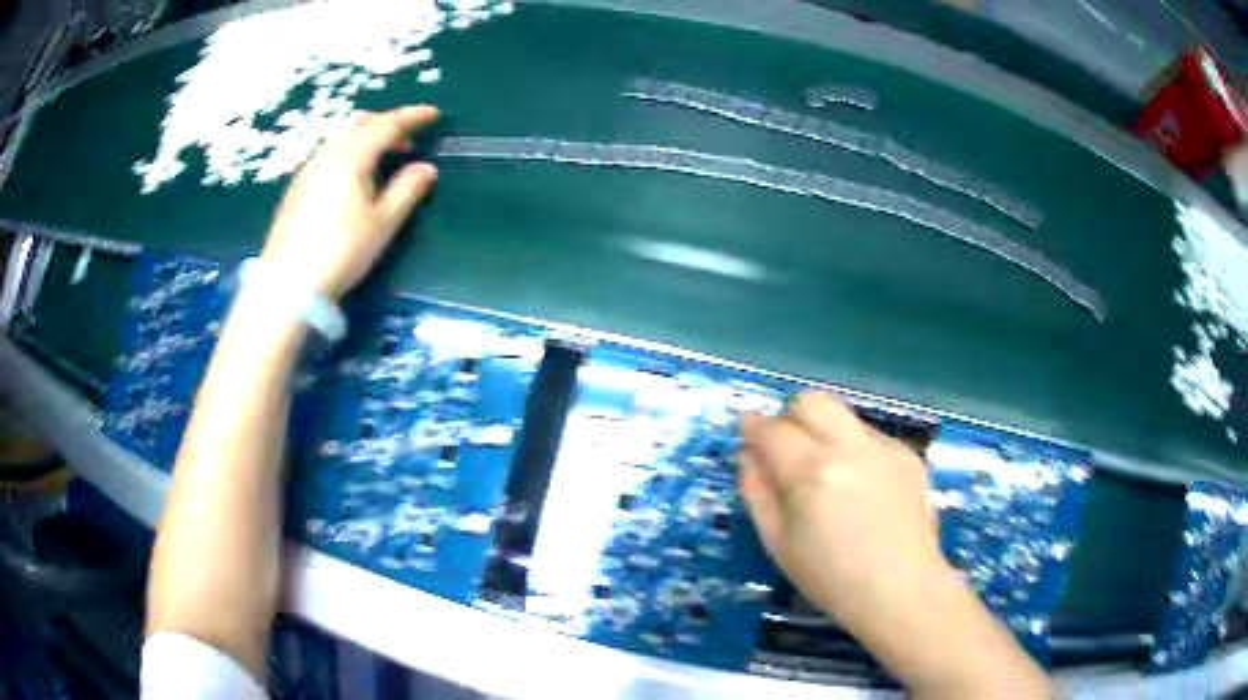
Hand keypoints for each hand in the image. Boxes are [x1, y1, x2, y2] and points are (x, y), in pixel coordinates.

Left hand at [262, 105, 439, 299]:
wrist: (287, 284)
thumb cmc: (341, 252)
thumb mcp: (382, 224)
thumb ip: (407, 190)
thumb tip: (426, 168)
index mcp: (351, 157)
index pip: (387, 124)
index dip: (412, 116)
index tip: (434, 115)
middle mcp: (327, 154)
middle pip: (360, 123)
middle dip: (387, 124)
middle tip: (408, 139)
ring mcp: (307, 170)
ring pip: (341, 137)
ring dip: (366, 138)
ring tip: (383, 159)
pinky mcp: (296, 188)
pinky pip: (328, 154)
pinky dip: (348, 152)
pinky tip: (353, 177)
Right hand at [739, 393, 1050, 698]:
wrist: (902, 590)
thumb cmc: (831, 579)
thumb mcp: (778, 544)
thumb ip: (757, 492)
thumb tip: (748, 455)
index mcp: (811, 472)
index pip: (772, 429)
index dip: (752, 427)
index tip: (746, 435)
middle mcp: (849, 446)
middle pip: (811, 401)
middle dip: (790, 417)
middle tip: (785, 451)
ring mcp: (884, 447)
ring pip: (843, 416)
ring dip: (824, 433)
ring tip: (828, 478)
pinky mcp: (907, 455)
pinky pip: (869, 437)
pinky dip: (854, 451)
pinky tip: (862, 491)